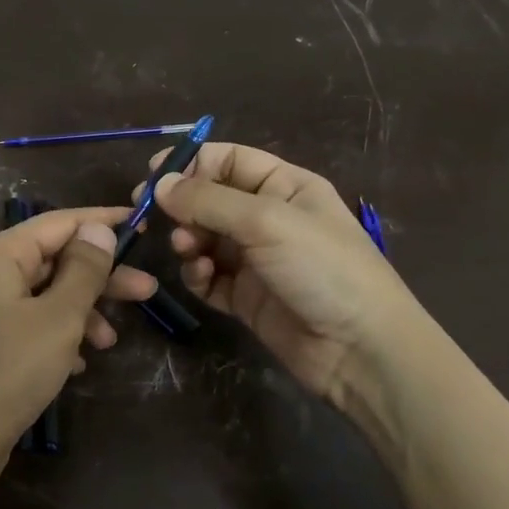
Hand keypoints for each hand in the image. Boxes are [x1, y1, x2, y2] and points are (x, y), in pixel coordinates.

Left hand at [0, 206, 156, 492]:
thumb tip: (97, 228)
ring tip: (110, 342)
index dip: (101, 222)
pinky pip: (21, 324)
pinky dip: (52, 334)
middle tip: (147, 292)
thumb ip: (83, 270)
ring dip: (78, 312)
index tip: (141, 223)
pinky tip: (77, 363)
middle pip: (49, 260)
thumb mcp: (58, 318)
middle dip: (98, 278)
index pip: (57, 222)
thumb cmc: (7, 372)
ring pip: (37, 296)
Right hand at [140, 144, 411, 411]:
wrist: (358, 348)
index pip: (230, 160)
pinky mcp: (246, 297)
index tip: (152, 175)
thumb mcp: (266, 221)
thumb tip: (159, 185)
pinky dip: (198, 274)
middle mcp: (269, 218)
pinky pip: (209, 277)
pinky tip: (202, 277)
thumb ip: (209, 200)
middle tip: (150, 216)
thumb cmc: (321, 267)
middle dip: (182, 206)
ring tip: (188, 250)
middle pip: (211, 200)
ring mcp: (257, 260)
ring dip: (189, 241)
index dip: (192, 163)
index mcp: (285, 186)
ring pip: (205, 239)